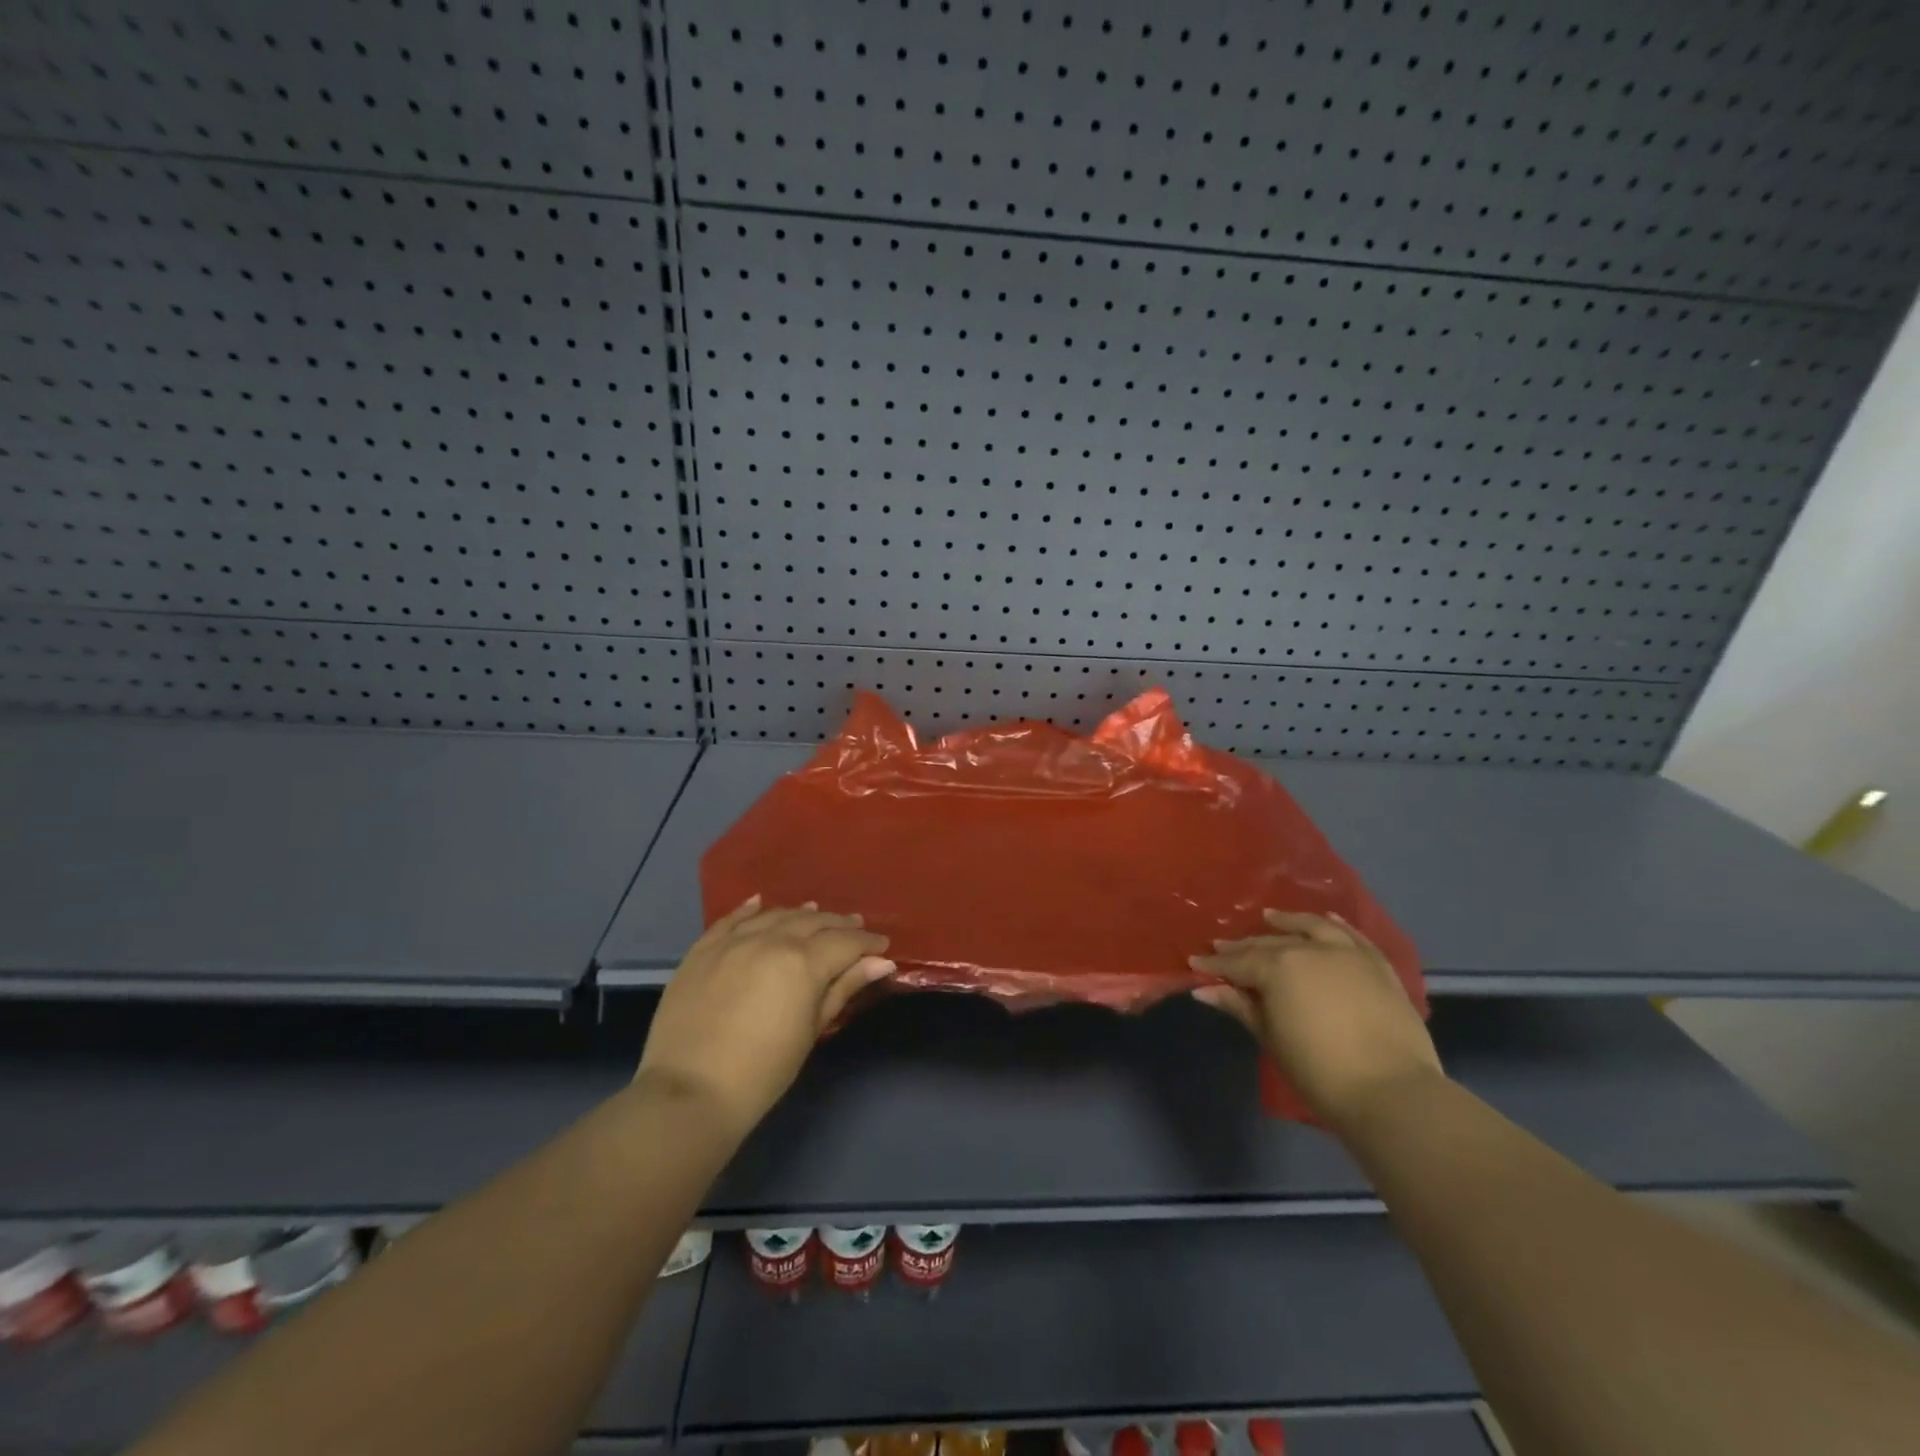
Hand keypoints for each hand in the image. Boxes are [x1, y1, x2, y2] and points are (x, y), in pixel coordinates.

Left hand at [635, 897, 893, 1142]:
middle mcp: (771, 939)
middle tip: (855, 928)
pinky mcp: (702, 950)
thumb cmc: (762, 1071)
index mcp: (803, 962)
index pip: (845, 941)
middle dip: (838, 924)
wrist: (689, 1092)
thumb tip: (880, 962)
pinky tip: (760, 902)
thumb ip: (843, 989)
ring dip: (800, 914)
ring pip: (775, 915)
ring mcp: (733, 941)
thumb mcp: (810, 1031)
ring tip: (815, 913)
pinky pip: (730, 920)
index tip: (882, 945)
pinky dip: (749, 909)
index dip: (867, 942)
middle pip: (813, 922)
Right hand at [1190, 910, 1443, 1127]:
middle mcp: (1309, 949)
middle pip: (1270, 944)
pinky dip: (1336, 925)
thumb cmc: (1319, 1070)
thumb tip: (1204, 990)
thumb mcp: (1271, 1038)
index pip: (1238, 962)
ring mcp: (1347, 953)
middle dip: (1244, 946)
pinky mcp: (1377, 965)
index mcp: (1278, 967)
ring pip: (1311, 927)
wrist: (1392, 1091)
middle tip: (1224, 947)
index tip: (1195, 961)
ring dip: (1288, 921)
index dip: (1214, 964)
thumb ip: (1240, 1006)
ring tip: (1271, 917)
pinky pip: (1353, 936)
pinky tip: (1327, 919)